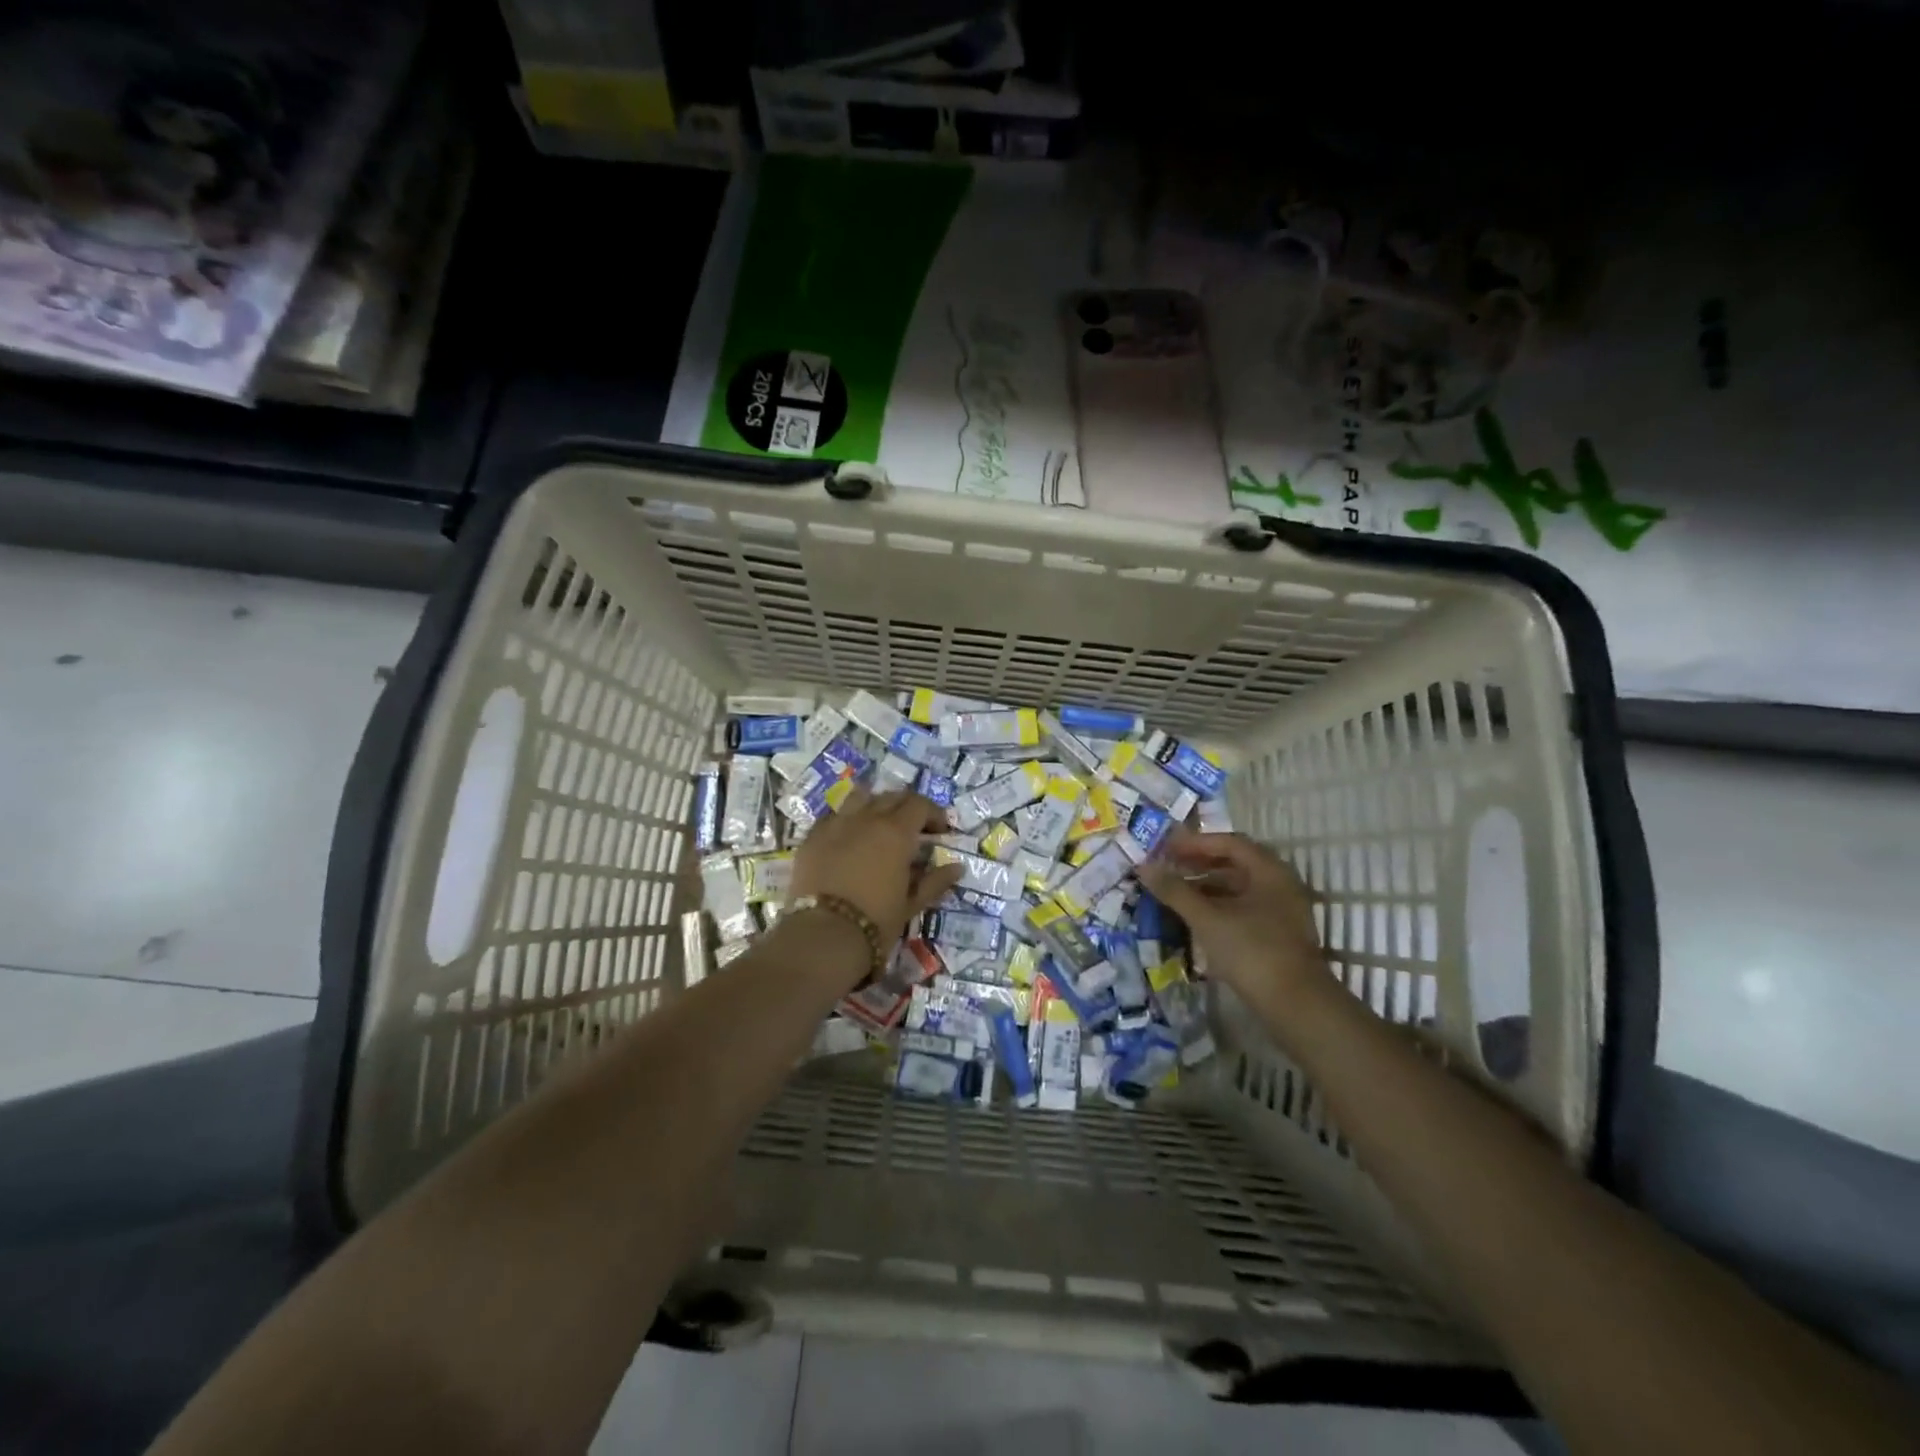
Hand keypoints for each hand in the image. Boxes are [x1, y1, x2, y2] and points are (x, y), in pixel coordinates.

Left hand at [788, 788, 964, 946]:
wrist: (822, 936)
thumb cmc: (875, 922)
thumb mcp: (911, 905)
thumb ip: (935, 882)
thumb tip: (957, 867)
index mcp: (896, 832)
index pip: (920, 804)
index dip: (934, 814)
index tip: (941, 831)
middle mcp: (867, 818)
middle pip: (891, 797)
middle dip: (907, 808)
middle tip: (914, 829)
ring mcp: (836, 824)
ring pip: (860, 797)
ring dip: (875, 805)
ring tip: (879, 825)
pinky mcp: (812, 836)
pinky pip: (833, 815)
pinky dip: (847, 819)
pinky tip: (849, 837)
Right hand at [1137, 829, 1324, 998]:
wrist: (1296, 1006)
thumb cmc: (1251, 951)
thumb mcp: (1207, 918)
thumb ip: (1175, 890)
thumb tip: (1144, 866)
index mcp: (1268, 871)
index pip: (1228, 842)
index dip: (1194, 843)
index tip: (1165, 848)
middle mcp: (1279, 884)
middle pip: (1234, 863)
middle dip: (1198, 864)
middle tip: (1167, 868)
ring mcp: (1281, 911)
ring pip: (1237, 888)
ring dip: (1205, 887)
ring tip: (1174, 893)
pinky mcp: (1277, 935)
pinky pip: (1242, 909)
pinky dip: (1217, 907)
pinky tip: (1195, 918)